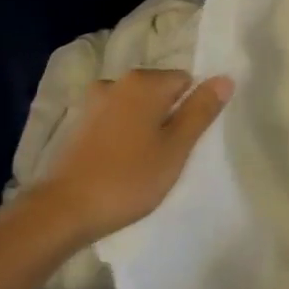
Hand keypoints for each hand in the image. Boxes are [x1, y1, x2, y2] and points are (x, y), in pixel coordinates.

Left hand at [29, 68, 233, 242]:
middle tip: (170, 156)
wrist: (63, 209)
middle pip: (159, 91)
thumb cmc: (128, 178)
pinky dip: (124, 135)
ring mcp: (94, 101)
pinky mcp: (79, 123)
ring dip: (145, 127)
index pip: (185, 81)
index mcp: (143, 81)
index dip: (192, 110)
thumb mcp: (175, 148)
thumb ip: (200, 111)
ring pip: (136, 107)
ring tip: (146, 164)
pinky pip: (115, 120)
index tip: (187, 141)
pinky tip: (122, 164)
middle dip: (169, 117)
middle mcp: (117, 81)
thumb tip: (225, 79)